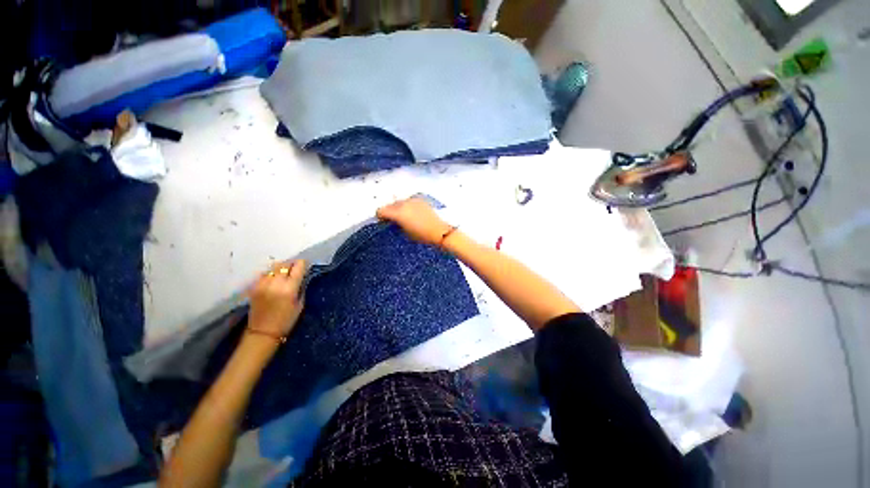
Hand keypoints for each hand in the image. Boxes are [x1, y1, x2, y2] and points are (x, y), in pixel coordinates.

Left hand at [247, 260, 305, 338]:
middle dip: (291, 265)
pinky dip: (270, 275)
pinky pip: (264, 274)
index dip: (302, 264)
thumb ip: (300, 287)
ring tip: (283, 275)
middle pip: (284, 264)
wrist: (263, 332)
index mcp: (289, 288)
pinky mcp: (254, 287)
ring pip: (273, 267)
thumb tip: (302, 276)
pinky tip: (273, 281)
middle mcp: (275, 283)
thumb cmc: (286, 320)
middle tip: (294, 270)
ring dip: (280, 269)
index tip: (305, 265)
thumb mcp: (300, 303)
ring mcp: (262, 284)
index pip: (298, 266)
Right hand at [377, 197, 452, 245]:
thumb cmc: (421, 236)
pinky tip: (412, 214)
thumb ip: (395, 224)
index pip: (380, 210)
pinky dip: (407, 206)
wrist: (439, 231)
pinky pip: (408, 201)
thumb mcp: (405, 233)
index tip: (383, 223)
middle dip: (389, 212)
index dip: (380, 217)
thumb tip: (392, 221)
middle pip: (389, 205)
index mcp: (398, 213)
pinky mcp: (420, 200)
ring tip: (404, 217)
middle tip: (394, 221)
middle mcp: (403, 203)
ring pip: (399, 202)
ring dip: (398, 208)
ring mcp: (412, 200)